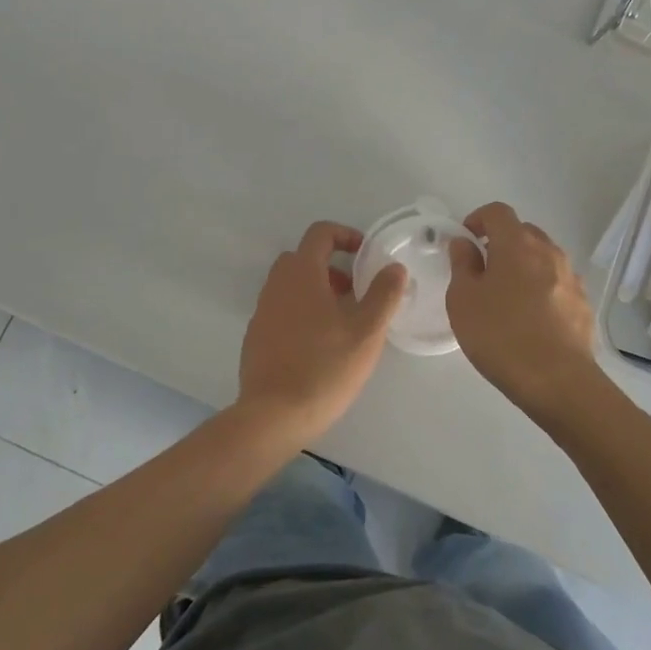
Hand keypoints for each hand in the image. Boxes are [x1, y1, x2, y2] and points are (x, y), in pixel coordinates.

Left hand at [235, 221, 407, 446]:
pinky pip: (281, 310)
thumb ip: (384, 294)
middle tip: (355, 292)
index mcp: (301, 273)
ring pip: (291, 285)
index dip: (346, 235)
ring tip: (342, 322)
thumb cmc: (325, 367)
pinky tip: (319, 346)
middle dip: (332, 266)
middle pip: (303, 258)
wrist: (273, 416)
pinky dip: (301, 313)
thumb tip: (394, 267)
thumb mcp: (367, 331)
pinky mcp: (256, 337)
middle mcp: (277, 285)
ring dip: (317, 291)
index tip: (366, 255)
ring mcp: (262, 311)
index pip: (320, 233)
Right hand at [447, 202, 605, 423]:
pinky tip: (531, 319)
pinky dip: (542, 288)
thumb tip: (464, 243)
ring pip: (543, 257)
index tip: (466, 239)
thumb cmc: (501, 335)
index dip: (478, 218)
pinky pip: (557, 283)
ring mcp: (571, 277)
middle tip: (483, 269)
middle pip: (523, 232)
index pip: (498, 212)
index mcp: (517, 244)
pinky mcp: (583, 303)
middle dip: (502, 242)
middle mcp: (548, 251)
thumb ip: (462, 264)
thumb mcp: (463, 299)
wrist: (558, 381)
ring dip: (524, 266)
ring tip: (507, 297)